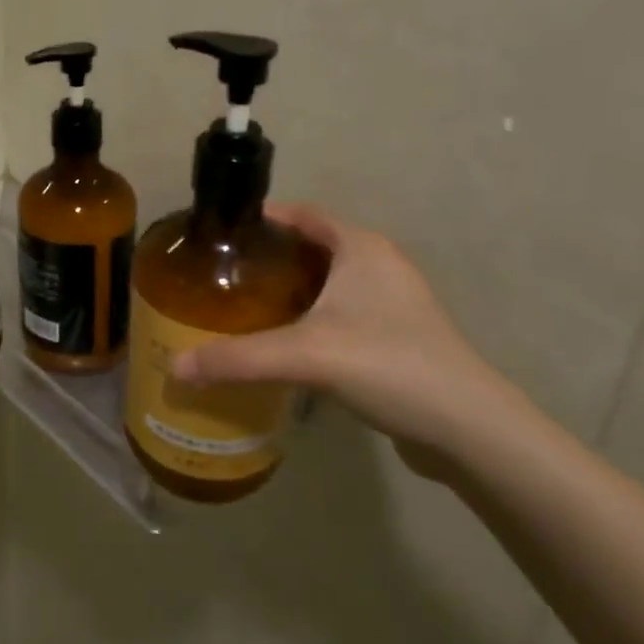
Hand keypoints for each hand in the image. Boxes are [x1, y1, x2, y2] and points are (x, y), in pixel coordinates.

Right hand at [171, 204, 535, 465]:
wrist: (469, 429)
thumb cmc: (388, 365)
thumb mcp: (305, 355)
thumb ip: (237, 358)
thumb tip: (175, 367)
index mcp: (362, 248)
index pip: (306, 214)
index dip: (267, 217)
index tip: (226, 230)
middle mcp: (380, 266)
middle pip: (317, 247)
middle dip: (274, 256)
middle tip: (228, 273)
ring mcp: (395, 304)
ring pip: (332, 283)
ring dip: (295, 289)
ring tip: (248, 306)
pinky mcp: (400, 338)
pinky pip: (345, 313)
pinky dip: (314, 318)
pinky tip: (288, 344)